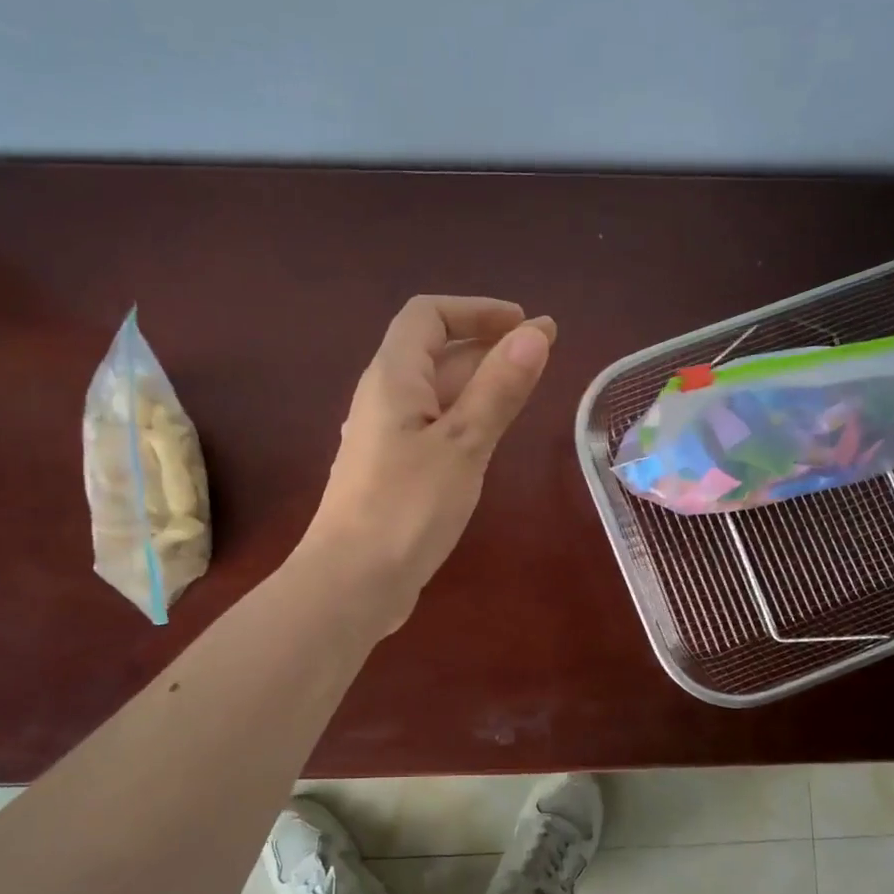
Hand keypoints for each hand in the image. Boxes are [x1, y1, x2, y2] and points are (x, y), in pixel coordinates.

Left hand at [297, 295, 554, 631]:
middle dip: (487, 344)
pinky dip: (464, 417)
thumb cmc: (407, 508)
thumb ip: (498, 388)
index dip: (476, 310)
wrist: (351, 583)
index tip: (524, 324)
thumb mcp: (463, 444)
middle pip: (434, 352)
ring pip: (434, 392)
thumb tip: (535, 333)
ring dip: (478, 381)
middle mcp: (383, 398)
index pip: (427, 315)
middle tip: (542, 354)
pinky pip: (431, 426)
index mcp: (393, 377)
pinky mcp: (392, 471)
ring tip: (524, 389)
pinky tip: (489, 436)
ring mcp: (385, 437)